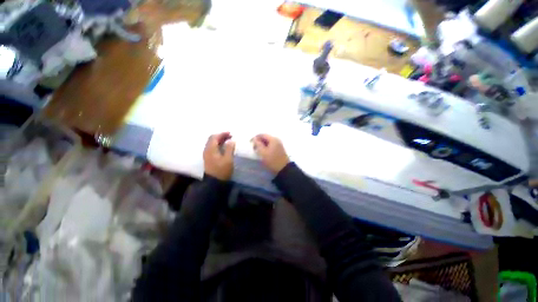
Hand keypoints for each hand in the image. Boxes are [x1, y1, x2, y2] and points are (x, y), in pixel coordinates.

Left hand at [204, 132, 235, 180]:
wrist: (214, 183)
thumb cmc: (222, 170)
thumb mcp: (228, 159)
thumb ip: (229, 149)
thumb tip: (231, 141)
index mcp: (211, 149)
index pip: (214, 137)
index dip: (222, 134)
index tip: (230, 134)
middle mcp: (207, 150)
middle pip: (212, 139)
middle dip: (221, 136)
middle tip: (230, 136)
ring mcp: (207, 154)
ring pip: (212, 143)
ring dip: (220, 140)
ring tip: (228, 141)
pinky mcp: (209, 158)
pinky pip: (213, 147)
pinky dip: (218, 145)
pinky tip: (224, 147)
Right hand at [252, 134, 289, 173]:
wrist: (283, 169)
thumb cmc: (272, 160)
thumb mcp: (263, 152)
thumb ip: (258, 144)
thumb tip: (254, 139)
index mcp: (273, 139)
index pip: (262, 134)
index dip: (255, 138)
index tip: (250, 143)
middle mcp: (277, 140)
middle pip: (265, 137)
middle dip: (258, 141)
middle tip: (254, 148)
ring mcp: (279, 144)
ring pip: (268, 142)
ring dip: (262, 145)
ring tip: (258, 151)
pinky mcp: (279, 149)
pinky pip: (271, 145)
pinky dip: (266, 147)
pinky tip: (263, 152)